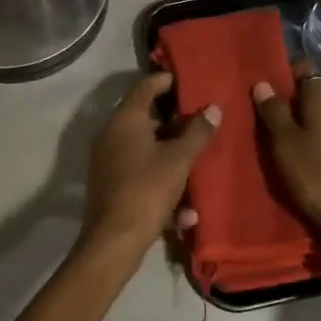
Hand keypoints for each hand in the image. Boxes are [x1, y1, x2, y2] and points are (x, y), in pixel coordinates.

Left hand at [79, 71, 219, 260]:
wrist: (114, 240)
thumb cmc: (147, 189)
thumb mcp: (179, 160)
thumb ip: (197, 133)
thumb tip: (213, 109)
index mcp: (125, 121)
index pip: (144, 87)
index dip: (165, 80)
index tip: (186, 80)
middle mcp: (111, 135)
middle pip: (144, 119)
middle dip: (174, 123)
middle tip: (200, 124)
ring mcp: (107, 161)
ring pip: (144, 150)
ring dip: (170, 157)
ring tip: (196, 164)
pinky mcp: (110, 185)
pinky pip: (140, 175)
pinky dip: (160, 184)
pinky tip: (184, 212)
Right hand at [253, 61, 320, 261]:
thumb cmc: (317, 179)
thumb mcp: (285, 146)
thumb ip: (274, 113)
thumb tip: (263, 82)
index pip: (310, 72)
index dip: (292, 71)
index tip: (273, 79)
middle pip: (319, 99)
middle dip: (298, 104)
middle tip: (273, 119)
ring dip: (312, 128)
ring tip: (290, 145)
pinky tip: (312, 162)